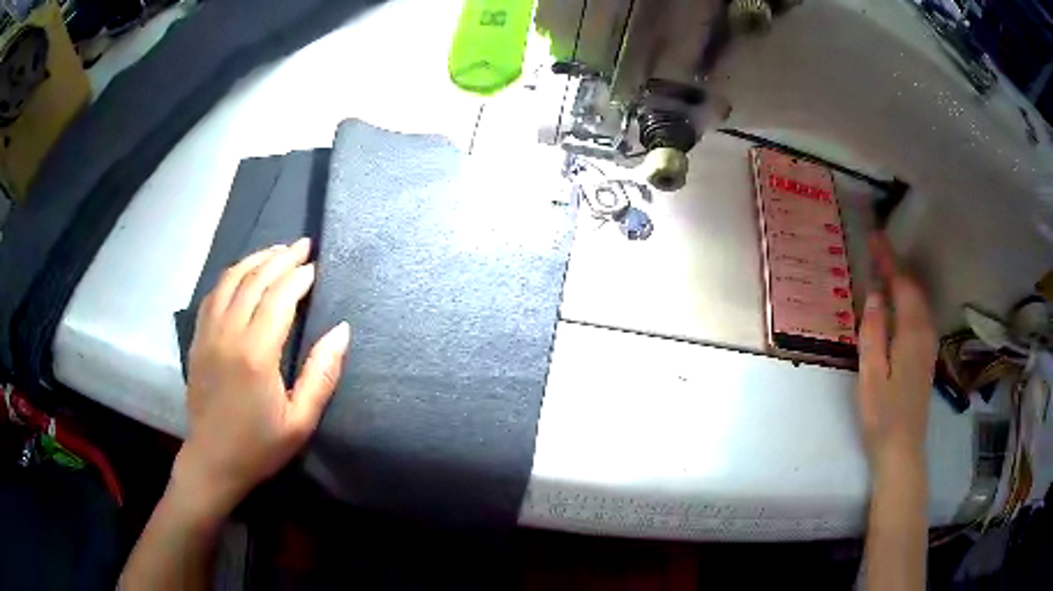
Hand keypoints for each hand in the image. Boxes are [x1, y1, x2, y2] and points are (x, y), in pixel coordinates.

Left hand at [175, 238, 349, 517]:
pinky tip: (242, 275)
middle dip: (280, 257)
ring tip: (275, 251)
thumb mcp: (301, 421)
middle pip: (254, 280)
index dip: (299, 277)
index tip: (316, 267)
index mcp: (256, 354)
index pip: (280, 297)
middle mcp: (229, 334)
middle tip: (302, 245)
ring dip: (255, 260)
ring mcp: (208, 333)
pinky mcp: (197, 339)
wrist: (212, 461)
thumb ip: (321, 374)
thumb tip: (342, 330)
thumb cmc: (260, 446)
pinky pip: (213, 294)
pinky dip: (231, 276)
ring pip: (230, 280)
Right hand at [857, 234, 936, 475]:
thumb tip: (874, 295)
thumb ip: (873, 332)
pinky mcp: (926, 356)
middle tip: (876, 250)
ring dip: (902, 281)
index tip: (874, 237)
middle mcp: (925, 332)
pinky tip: (896, 304)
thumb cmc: (882, 414)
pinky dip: (908, 299)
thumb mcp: (871, 374)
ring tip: (883, 270)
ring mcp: (928, 345)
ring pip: (918, 302)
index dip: (889, 259)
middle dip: (896, 266)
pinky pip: (919, 315)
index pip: (902, 284)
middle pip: (914, 289)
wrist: (902, 449)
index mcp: (912, 333)